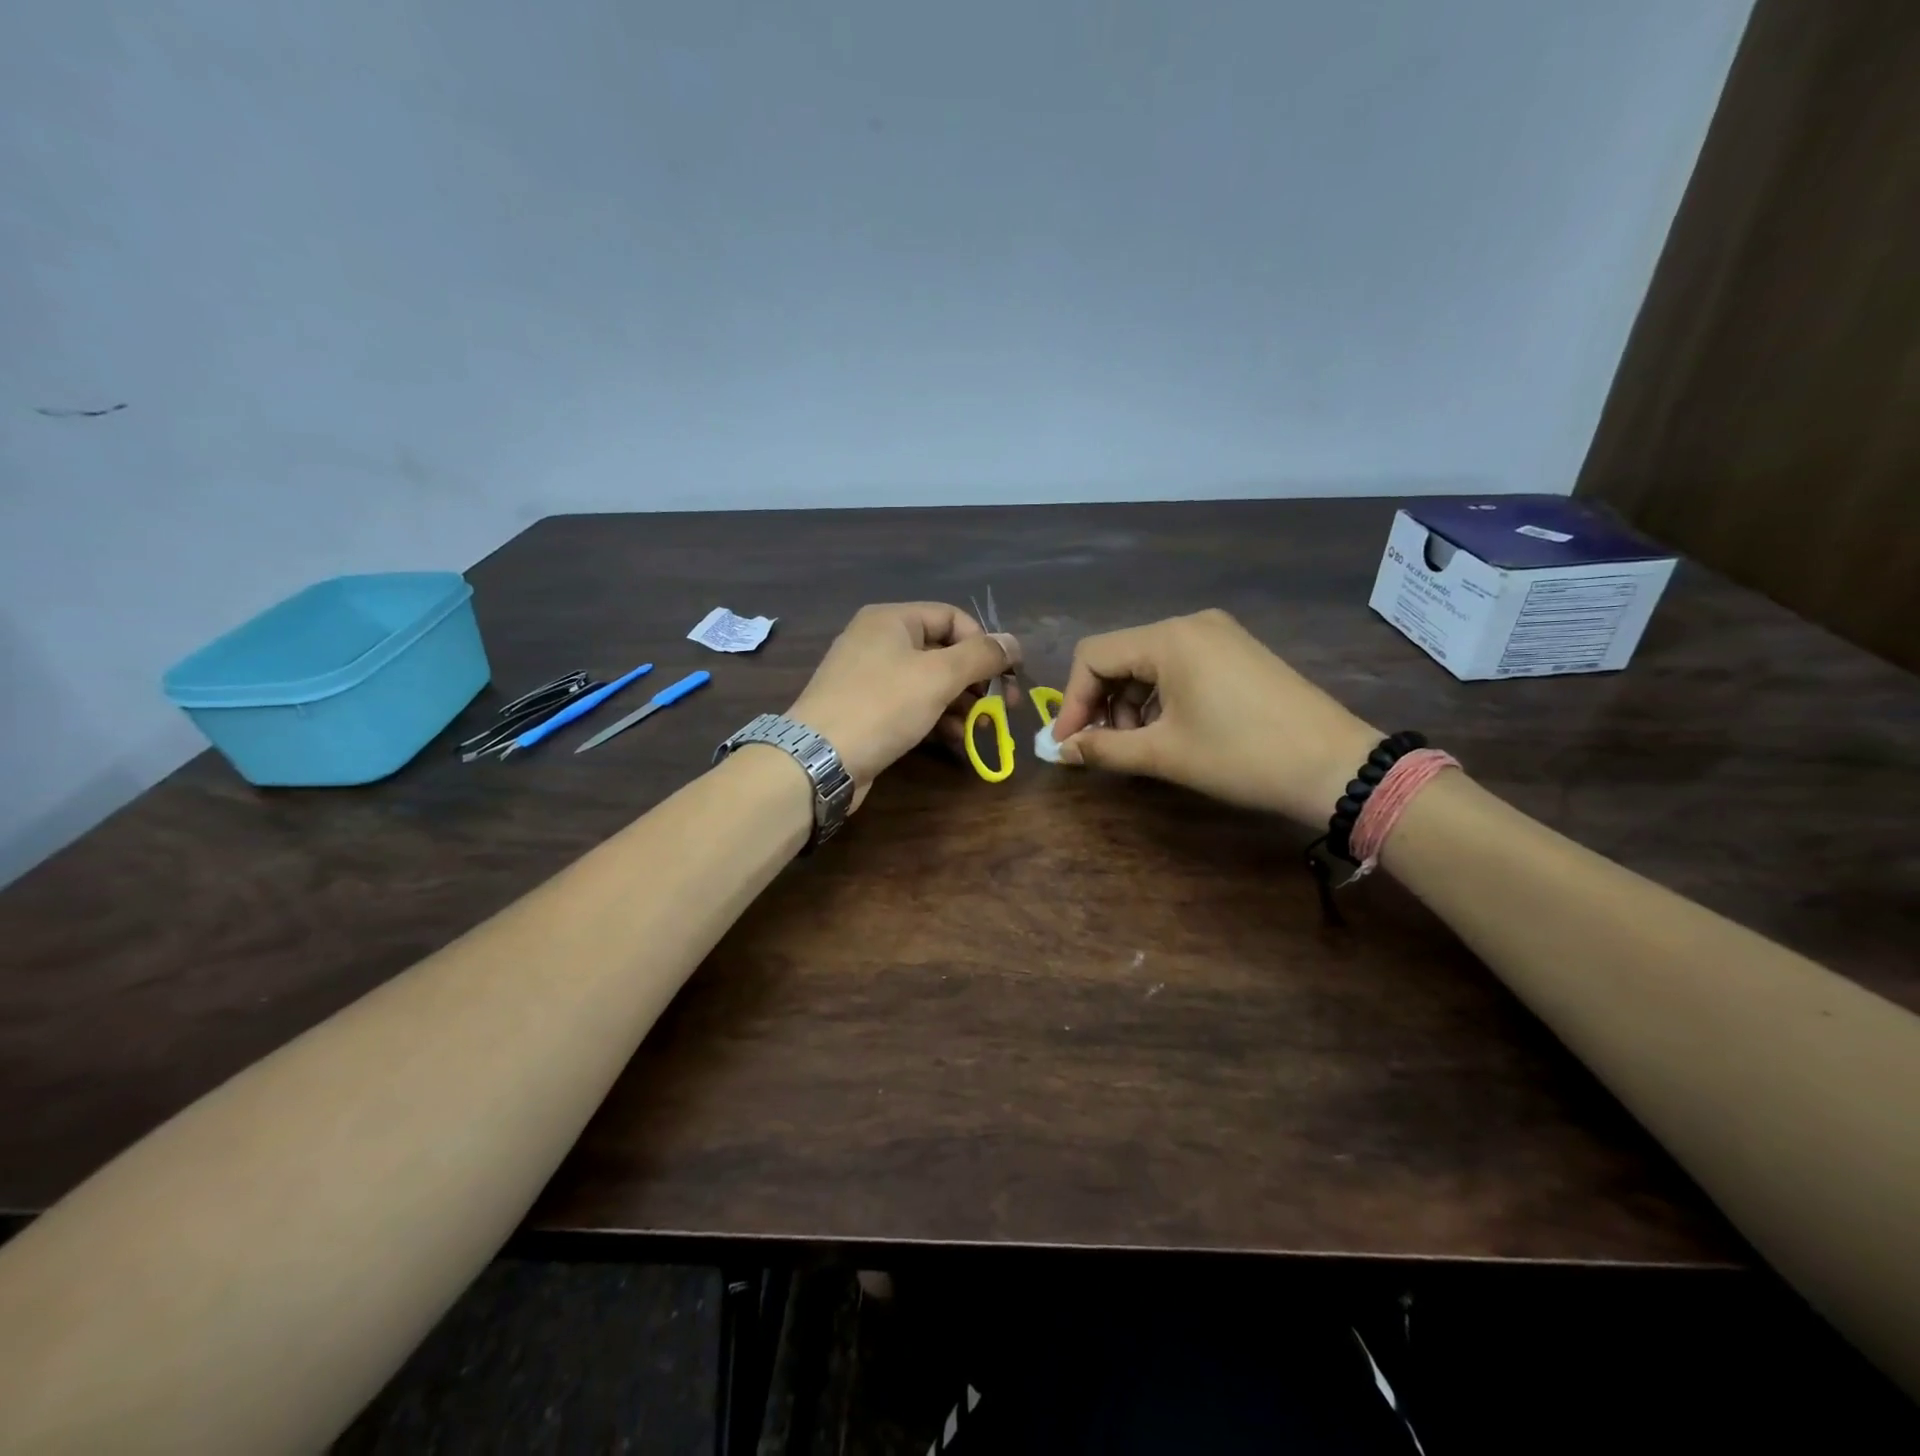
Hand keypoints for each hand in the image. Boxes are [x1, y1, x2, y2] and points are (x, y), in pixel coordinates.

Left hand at [789, 603, 1018, 807]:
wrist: (819, 759)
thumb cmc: (882, 705)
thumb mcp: (939, 676)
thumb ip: (981, 656)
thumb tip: (1014, 642)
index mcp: (892, 619)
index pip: (952, 617)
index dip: (985, 642)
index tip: (1010, 674)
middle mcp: (879, 641)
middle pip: (942, 651)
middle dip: (976, 679)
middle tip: (1004, 706)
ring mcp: (870, 678)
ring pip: (929, 682)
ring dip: (962, 703)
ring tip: (984, 727)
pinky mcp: (868, 711)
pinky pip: (912, 705)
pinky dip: (937, 718)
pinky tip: (957, 739)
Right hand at [1049, 609, 1379, 825]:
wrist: (1336, 766)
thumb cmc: (1241, 756)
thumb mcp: (1165, 754)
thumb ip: (1104, 748)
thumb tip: (1060, 752)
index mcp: (1169, 638)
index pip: (1093, 656)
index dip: (1072, 701)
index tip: (1068, 744)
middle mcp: (1191, 624)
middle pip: (1120, 656)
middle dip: (1102, 703)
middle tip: (1105, 747)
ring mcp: (1219, 634)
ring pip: (1149, 662)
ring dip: (1131, 703)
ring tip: (1141, 744)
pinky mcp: (1237, 651)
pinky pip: (1180, 665)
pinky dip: (1161, 696)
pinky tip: (1171, 729)